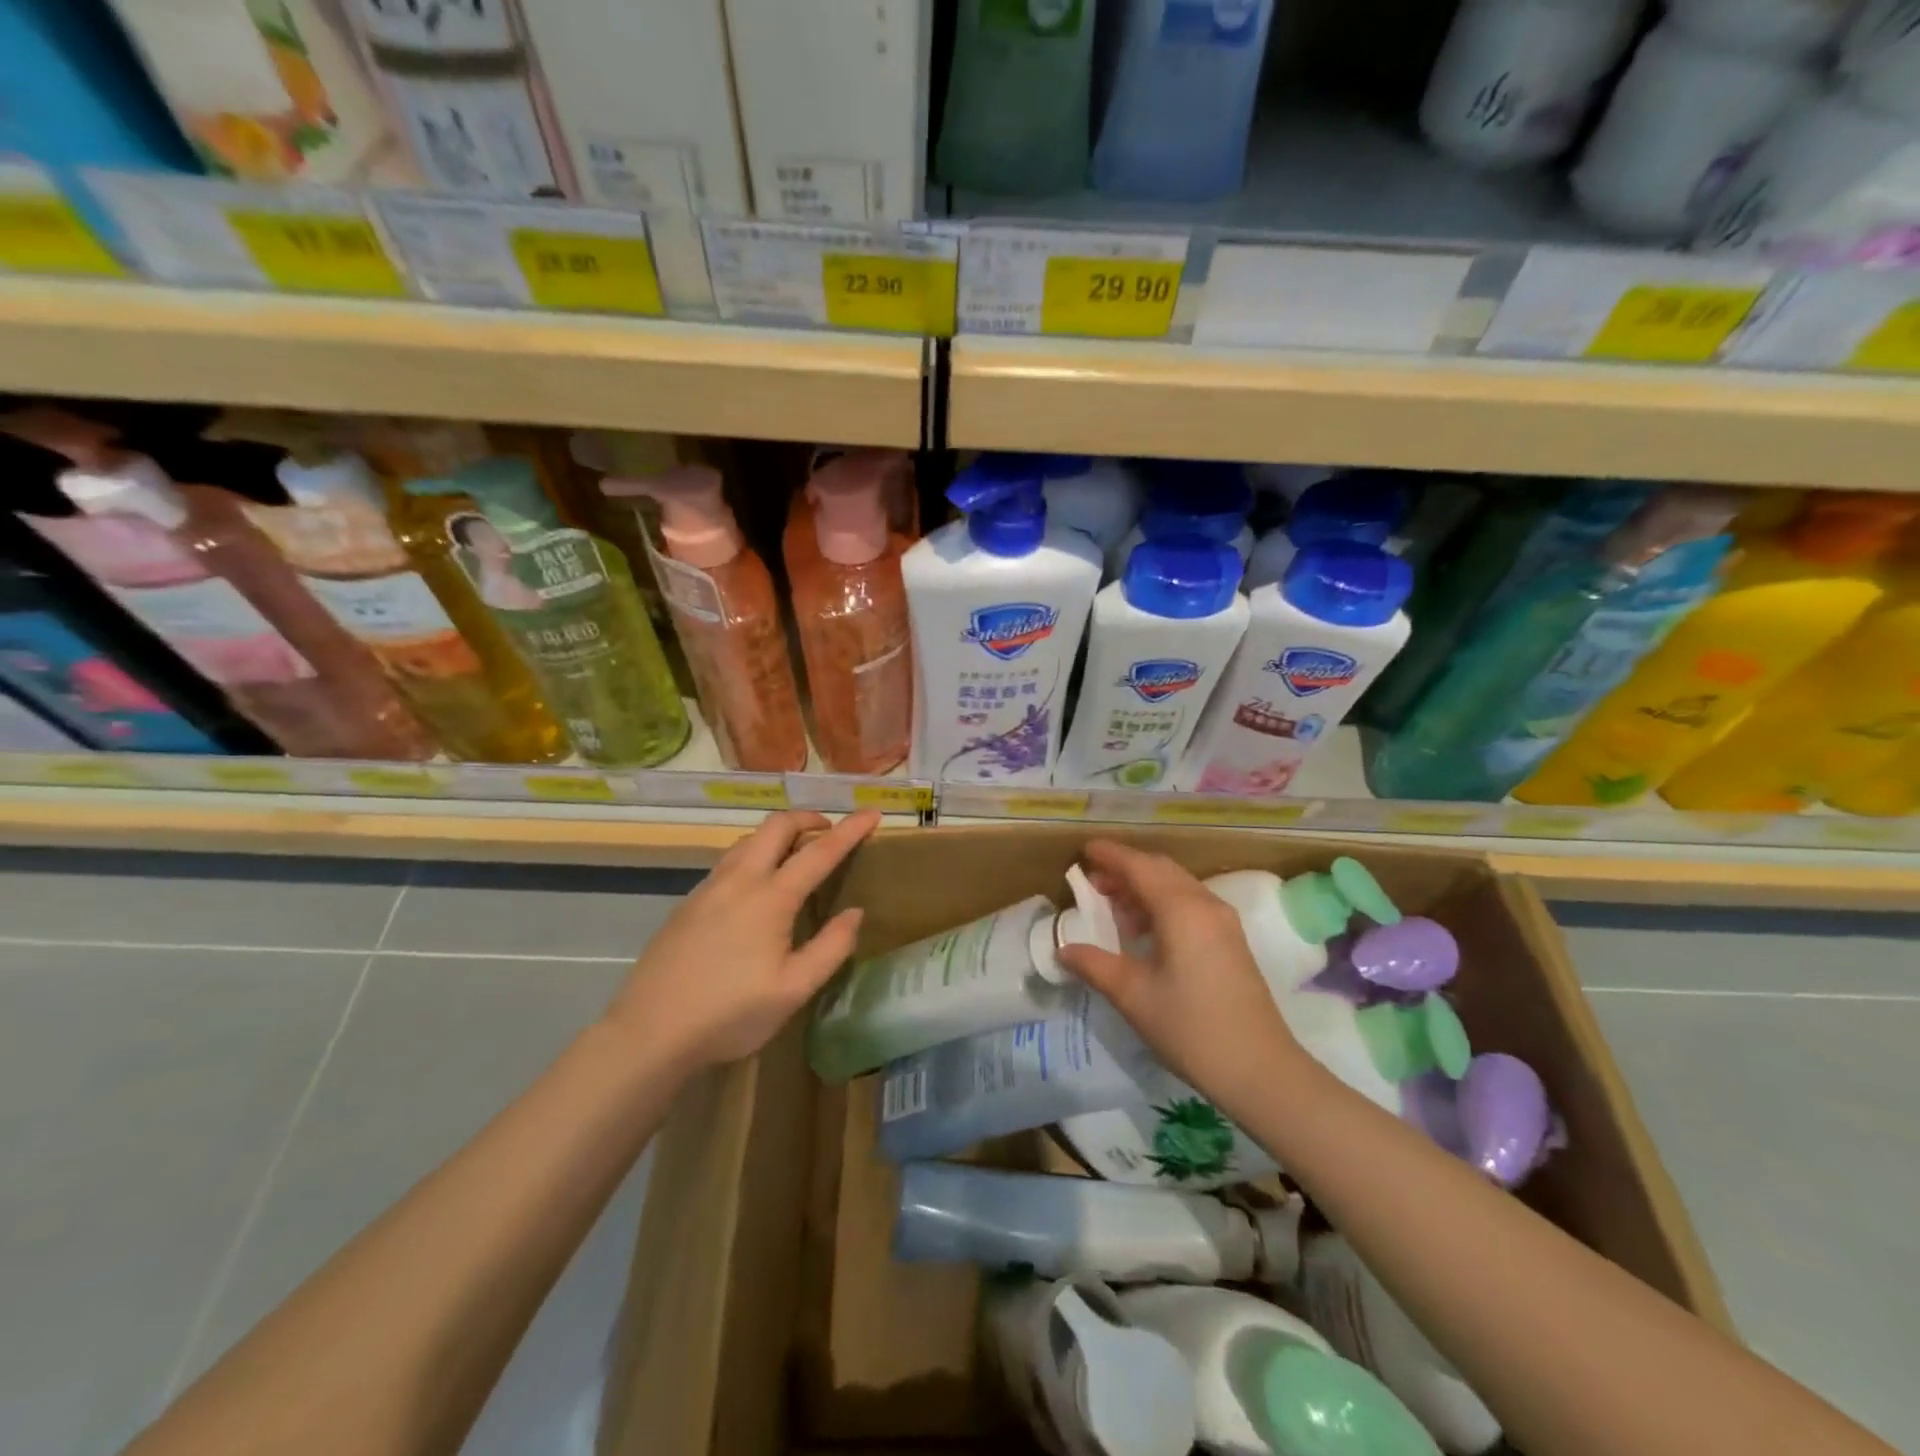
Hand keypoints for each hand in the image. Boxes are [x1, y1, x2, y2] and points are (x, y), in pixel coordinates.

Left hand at [604, 810, 879, 1072]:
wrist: (648, 1033)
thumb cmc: (729, 1014)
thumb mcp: (793, 990)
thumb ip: (830, 948)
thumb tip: (855, 913)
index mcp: (770, 898)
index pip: (819, 851)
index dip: (850, 830)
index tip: (873, 813)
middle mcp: (739, 880)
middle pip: (776, 826)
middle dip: (807, 817)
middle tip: (829, 831)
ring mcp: (708, 888)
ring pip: (747, 840)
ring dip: (777, 835)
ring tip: (795, 855)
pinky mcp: (687, 903)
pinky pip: (728, 862)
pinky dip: (754, 855)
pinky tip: (755, 888)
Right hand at [1055, 840, 1307, 1111]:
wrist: (1259, 1069)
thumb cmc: (1190, 1027)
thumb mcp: (1133, 995)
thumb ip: (1094, 965)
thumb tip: (1063, 949)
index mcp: (1181, 909)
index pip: (1139, 866)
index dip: (1110, 855)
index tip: (1084, 849)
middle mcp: (1205, 904)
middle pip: (1161, 869)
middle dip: (1126, 869)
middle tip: (1093, 880)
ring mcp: (1223, 922)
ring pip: (1178, 886)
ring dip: (1145, 887)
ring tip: (1113, 907)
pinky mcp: (1231, 940)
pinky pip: (1190, 904)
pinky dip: (1163, 903)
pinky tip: (1144, 930)